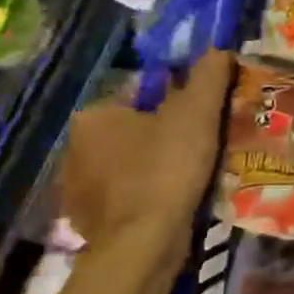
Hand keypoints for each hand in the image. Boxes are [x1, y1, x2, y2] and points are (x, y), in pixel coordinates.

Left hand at [58, 50, 232, 256]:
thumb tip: (218, 50)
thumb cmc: (167, 168)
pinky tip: (175, 202)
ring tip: (195, 175)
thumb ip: (208, 75)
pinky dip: (149, 196)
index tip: (205, 118)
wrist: (143, 243)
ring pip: (130, 165)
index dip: (178, 103)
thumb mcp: (198, 112)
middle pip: (136, 130)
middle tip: (206, 145)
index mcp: (94, 116)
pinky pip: (127, 196)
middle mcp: (75, 148)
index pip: (142, 96)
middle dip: (166, 135)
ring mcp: (77, 188)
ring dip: (158, 167)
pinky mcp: (88, 222)